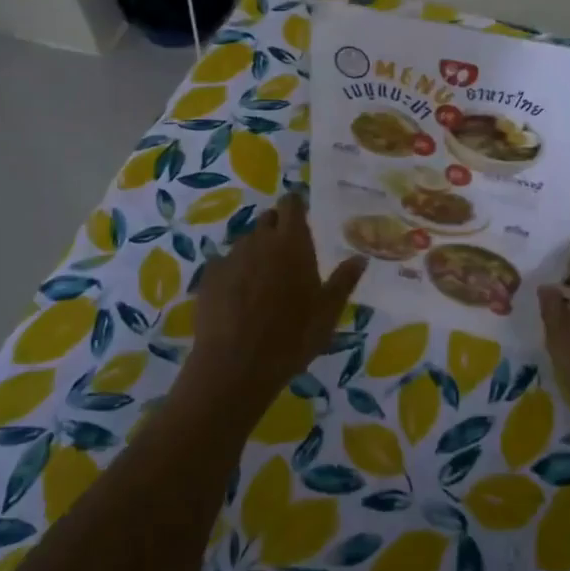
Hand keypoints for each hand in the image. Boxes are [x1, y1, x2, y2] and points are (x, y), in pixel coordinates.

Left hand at [180, 193, 366, 424]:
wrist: (235, 367)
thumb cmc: (291, 338)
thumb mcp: (327, 313)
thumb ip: (343, 281)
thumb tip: (360, 258)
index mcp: (291, 242)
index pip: (291, 203)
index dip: (296, 206)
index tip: (302, 217)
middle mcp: (260, 240)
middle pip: (268, 220)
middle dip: (277, 230)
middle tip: (287, 257)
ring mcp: (231, 256)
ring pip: (247, 242)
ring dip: (256, 252)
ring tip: (263, 283)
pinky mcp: (209, 275)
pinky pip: (225, 263)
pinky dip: (234, 273)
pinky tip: (238, 299)